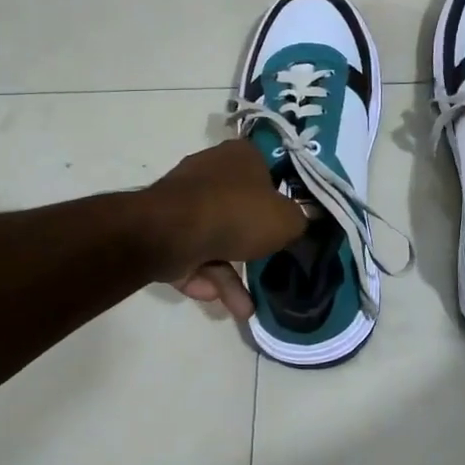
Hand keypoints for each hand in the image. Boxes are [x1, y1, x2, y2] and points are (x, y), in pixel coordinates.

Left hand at [140, 140, 305, 318]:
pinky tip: (214, 298)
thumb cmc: (237, 214)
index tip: (288, 223)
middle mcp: (211, 170)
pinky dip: (203, 274)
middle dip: (253, 246)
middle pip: (240, 208)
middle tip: (268, 268)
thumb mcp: (286, 221)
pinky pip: (191, 252)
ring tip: (244, 308)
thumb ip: (300, 222)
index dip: (280, 198)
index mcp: (241, 156)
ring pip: (215, 237)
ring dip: (228, 274)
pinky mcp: (163, 227)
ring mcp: (183, 200)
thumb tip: (302, 222)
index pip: (268, 171)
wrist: (170, 232)